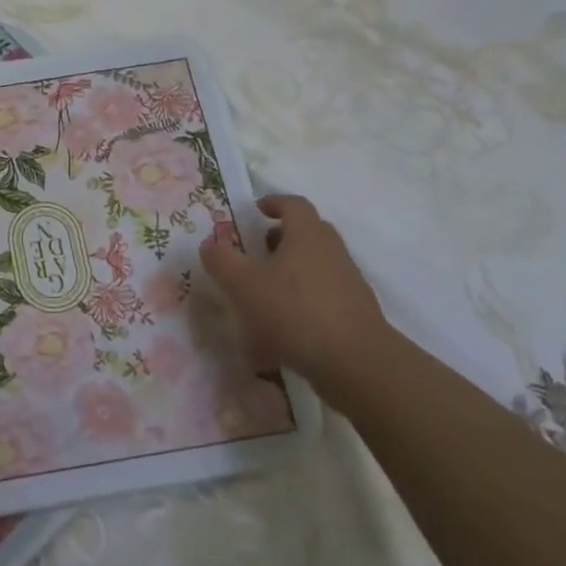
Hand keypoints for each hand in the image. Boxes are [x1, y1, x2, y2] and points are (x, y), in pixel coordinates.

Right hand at [199, 194, 393, 389]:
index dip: (272, 203)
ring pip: (314, 266)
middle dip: (278, 239)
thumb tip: (210, 244)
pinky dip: (300, 304)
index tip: (254, 211)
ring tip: (262, 296)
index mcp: (307, 234)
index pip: (293, 204)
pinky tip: (281, 332)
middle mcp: (332, 251)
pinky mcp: (354, 314)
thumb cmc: (294, 311)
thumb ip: (221, 260)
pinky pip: (321, 298)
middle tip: (254, 252)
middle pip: (306, 234)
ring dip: (288, 273)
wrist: (355, 362)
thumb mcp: (243, 284)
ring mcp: (347, 283)